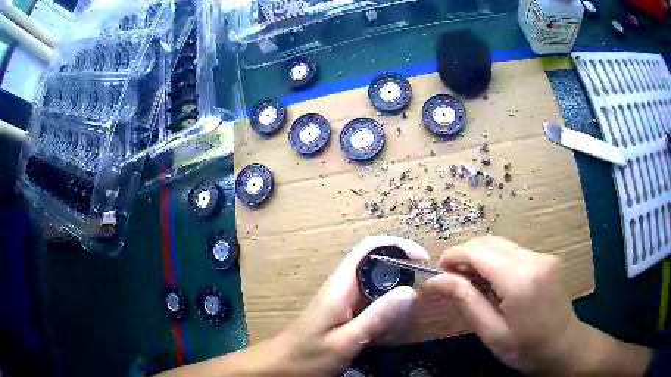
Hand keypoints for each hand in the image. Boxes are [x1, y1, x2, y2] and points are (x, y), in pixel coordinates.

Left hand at [269, 235, 428, 376]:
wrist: (280, 366)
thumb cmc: (307, 356)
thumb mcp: (344, 341)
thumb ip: (376, 318)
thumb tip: (410, 291)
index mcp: (341, 285)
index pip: (370, 248)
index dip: (398, 245)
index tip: (423, 259)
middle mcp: (342, 285)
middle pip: (375, 261)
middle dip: (402, 267)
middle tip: (425, 287)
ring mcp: (342, 298)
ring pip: (375, 281)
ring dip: (396, 286)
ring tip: (414, 305)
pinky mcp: (343, 311)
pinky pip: (370, 298)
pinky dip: (387, 303)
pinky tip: (394, 321)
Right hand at [425, 236, 651, 375]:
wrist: (564, 347)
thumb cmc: (526, 349)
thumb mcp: (492, 333)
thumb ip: (466, 302)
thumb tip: (436, 281)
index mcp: (520, 279)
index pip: (480, 251)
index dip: (454, 256)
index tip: (437, 271)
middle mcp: (534, 259)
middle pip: (491, 242)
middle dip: (465, 255)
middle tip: (450, 279)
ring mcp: (543, 256)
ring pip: (502, 245)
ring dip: (480, 258)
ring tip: (469, 283)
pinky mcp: (546, 259)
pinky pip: (514, 252)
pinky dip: (496, 261)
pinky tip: (492, 283)